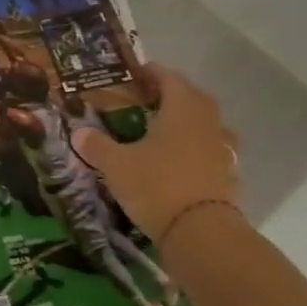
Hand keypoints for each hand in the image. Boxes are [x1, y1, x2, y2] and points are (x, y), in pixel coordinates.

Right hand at [71, 64, 240, 247]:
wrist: (201, 233)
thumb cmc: (156, 185)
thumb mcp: (116, 165)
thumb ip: (97, 146)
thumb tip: (78, 132)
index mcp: (182, 109)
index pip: (170, 78)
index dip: (153, 72)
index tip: (137, 72)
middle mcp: (207, 123)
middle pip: (193, 99)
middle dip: (172, 96)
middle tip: (149, 101)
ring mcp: (222, 151)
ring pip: (206, 126)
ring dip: (189, 124)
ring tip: (166, 132)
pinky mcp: (228, 177)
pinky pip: (212, 154)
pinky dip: (198, 153)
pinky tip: (181, 164)